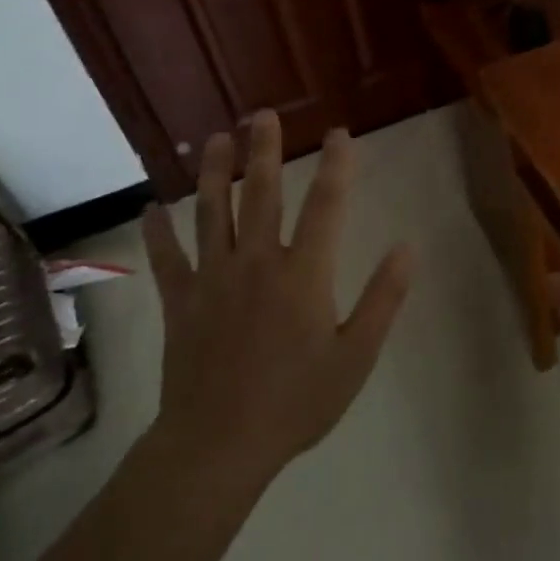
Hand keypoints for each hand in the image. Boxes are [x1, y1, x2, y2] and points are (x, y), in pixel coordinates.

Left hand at [142, 109, 414, 482]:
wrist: (218, 446)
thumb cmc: (297, 402)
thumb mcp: (357, 356)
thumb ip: (384, 298)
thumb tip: (408, 247)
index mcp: (304, 274)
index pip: (326, 205)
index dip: (337, 166)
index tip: (340, 133)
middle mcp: (257, 263)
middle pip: (262, 194)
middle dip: (264, 150)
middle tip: (262, 114)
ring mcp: (213, 279)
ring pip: (212, 213)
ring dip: (214, 172)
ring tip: (215, 138)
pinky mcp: (181, 302)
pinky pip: (167, 259)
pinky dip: (158, 232)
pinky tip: (152, 208)